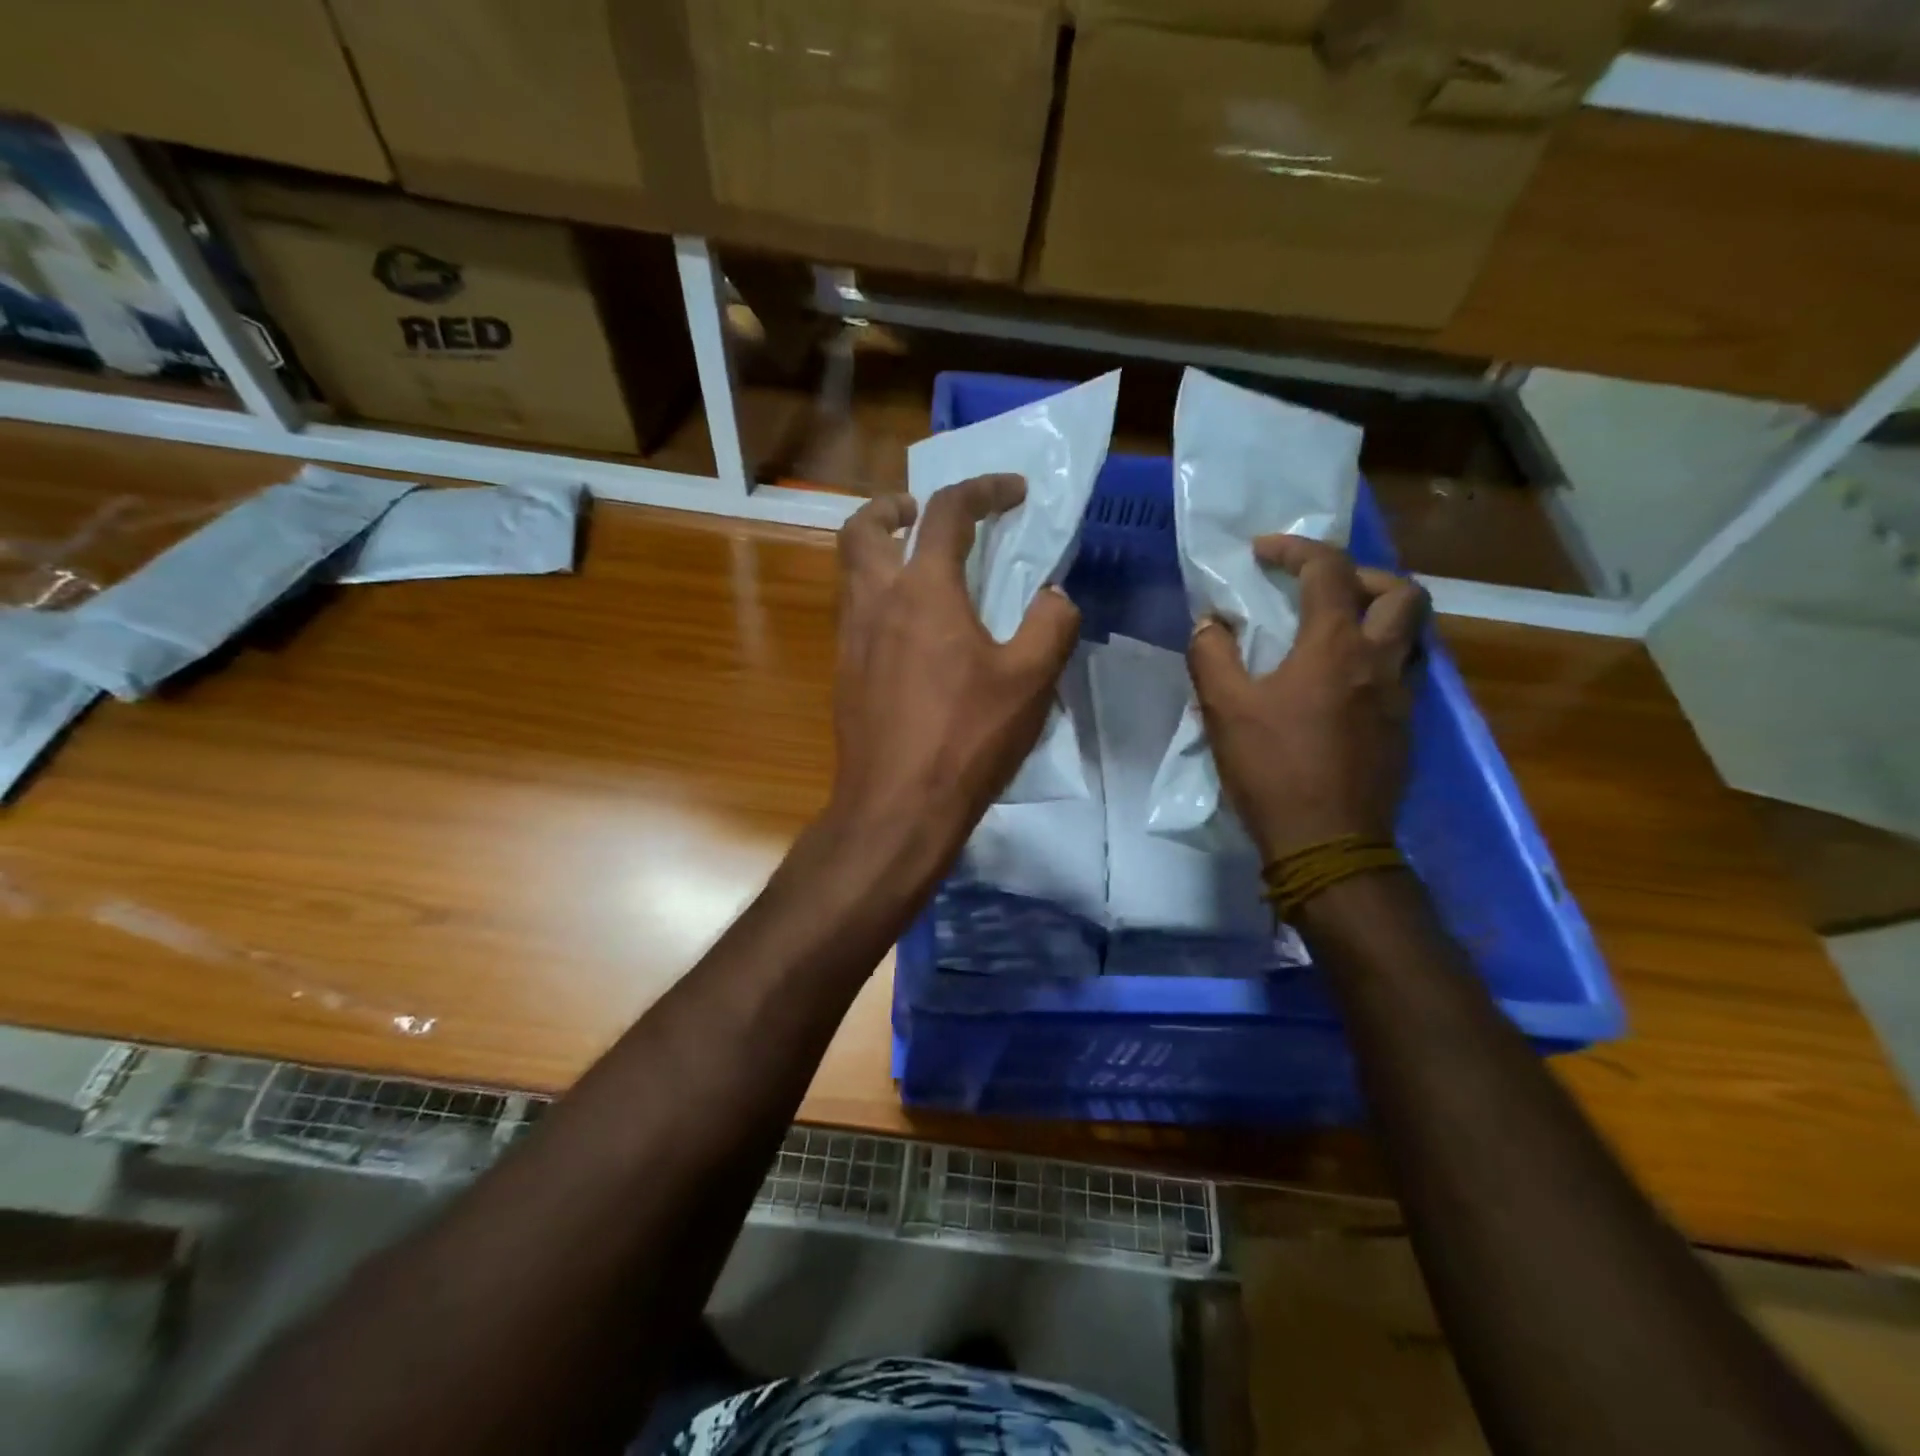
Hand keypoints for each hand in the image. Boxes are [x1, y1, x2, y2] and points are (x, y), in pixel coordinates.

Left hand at [824, 475, 1080, 878]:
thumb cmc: (966, 739)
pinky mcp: (843, 676)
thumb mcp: (1030, 681)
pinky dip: (877, 600)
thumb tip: (1054, 596)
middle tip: (922, 514)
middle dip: (893, 507)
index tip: (1014, 493)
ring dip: (878, 553)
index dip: (983, 490)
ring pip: (850, 572)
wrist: (897, 808)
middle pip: (863, 529)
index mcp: (924, 591)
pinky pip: (853, 616)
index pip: (948, 512)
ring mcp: (851, 641)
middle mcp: (875, 602)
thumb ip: (1050, 625)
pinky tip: (910, 636)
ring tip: (920, 571)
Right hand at [1188, 535, 1427, 863]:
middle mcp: (1381, 661)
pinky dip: (1379, 658)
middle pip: (1402, 592)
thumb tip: (1209, 623)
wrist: (1328, 843)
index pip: (1329, 570)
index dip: (1296, 549)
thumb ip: (1211, 656)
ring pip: (1414, 633)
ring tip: (1336, 631)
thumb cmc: (1273, 770)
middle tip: (1322, 589)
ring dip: (1380, 616)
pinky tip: (1343, 684)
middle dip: (1362, 575)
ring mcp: (1401, 697)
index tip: (1263, 552)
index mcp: (1335, 647)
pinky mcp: (1406, 729)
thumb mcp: (1225, 709)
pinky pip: (1404, 672)